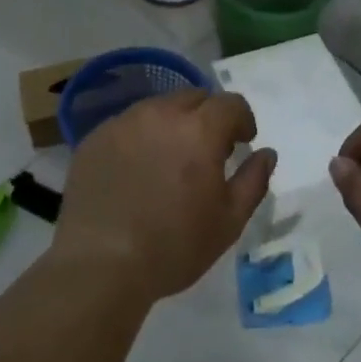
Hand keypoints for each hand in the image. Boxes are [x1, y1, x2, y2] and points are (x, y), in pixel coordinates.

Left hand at [55, 90, 275, 305]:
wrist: (100, 264)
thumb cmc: (174, 246)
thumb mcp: (229, 221)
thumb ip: (253, 181)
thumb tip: (266, 153)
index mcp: (199, 130)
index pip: (230, 103)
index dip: (242, 119)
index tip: (242, 142)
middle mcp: (160, 114)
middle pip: (193, 97)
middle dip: (207, 116)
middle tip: (207, 150)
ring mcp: (122, 123)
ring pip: (157, 108)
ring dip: (172, 124)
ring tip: (169, 159)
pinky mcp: (94, 138)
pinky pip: (127, 125)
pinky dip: (140, 137)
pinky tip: (136, 170)